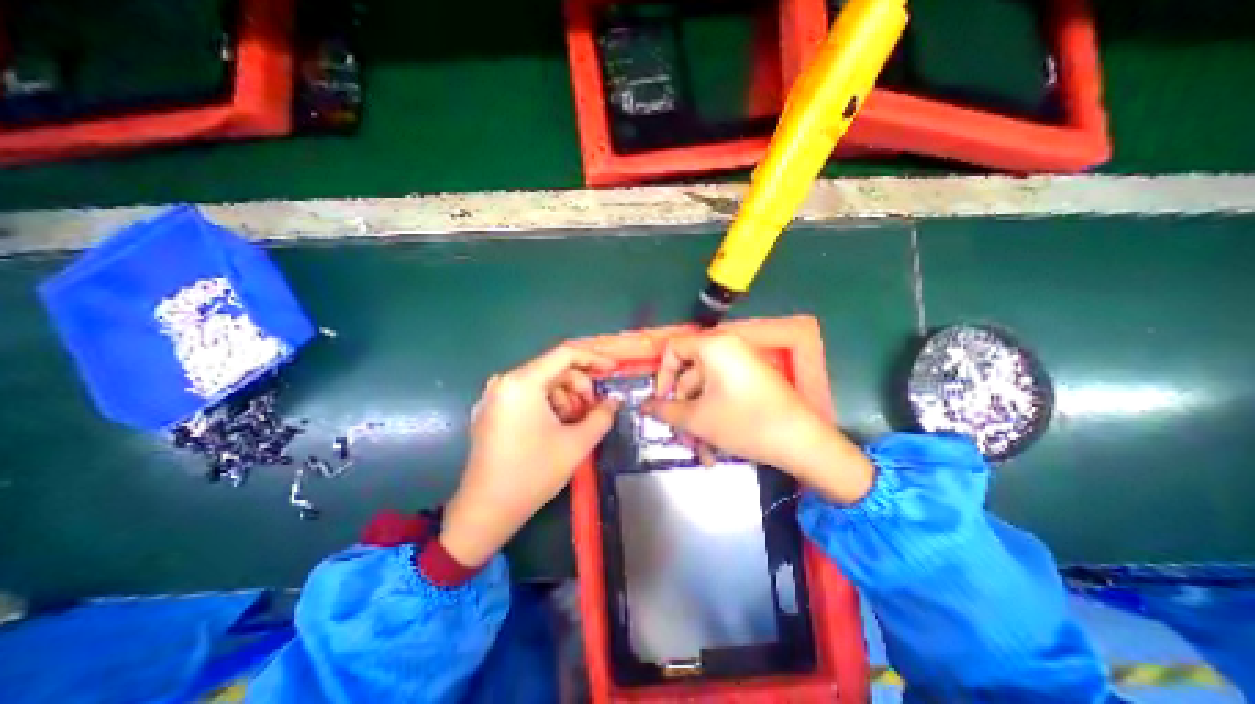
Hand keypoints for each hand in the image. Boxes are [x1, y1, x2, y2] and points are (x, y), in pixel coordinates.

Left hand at [439, 344, 618, 565]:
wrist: (486, 512)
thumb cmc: (532, 474)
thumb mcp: (577, 444)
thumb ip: (602, 416)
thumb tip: (614, 401)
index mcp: (522, 382)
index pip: (565, 354)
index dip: (594, 359)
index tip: (614, 370)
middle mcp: (505, 382)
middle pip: (554, 369)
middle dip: (580, 386)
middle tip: (595, 409)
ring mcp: (495, 397)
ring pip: (543, 384)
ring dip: (566, 398)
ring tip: (576, 424)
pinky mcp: (492, 411)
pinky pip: (528, 396)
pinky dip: (549, 405)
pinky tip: (558, 428)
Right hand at [646, 329, 875, 503]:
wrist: (803, 442)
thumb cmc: (744, 422)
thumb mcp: (698, 419)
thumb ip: (665, 410)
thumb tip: (643, 406)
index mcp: (714, 346)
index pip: (673, 349)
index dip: (661, 376)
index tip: (660, 403)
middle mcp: (728, 349)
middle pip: (689, 375)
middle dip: (682, 410)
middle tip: (679, 437)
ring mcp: (742, 366)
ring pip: (705, 391)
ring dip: (697, 421)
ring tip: (700, 452)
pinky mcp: (753, 382)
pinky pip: (722, 395)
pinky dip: (714, 418)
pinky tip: (714, 450)